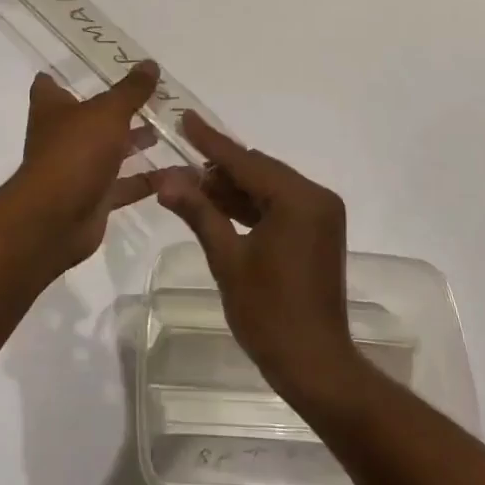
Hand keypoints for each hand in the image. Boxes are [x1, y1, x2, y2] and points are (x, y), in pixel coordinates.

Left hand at [7, 63, 174, 272]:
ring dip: (134, 141)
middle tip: (150, 95)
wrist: (56, 220)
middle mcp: (61, 136)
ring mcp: (77, 169)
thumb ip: (131, 90)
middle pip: (89, 117)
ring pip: (109, 150)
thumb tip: (150, 64)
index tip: (93, 65)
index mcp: (52, 109)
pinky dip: (147, 179)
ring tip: (166, 128)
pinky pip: (124, 185)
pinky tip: (175, 171)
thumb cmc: (75, 152)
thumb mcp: (108, 112)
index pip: (49, 85)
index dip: (65, 75)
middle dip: (116, 108)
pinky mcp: (94, 198)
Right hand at [154, 113, 364, 405]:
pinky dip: (250, 205)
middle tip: (178, 166)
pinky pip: (278, 205)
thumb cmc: (269, 314)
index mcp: (299, 199)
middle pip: (258, 170)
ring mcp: (320, 215)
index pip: (246, 161)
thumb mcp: (228, 260)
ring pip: (267, 187)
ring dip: (232, 188)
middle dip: (218, 168)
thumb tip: (164, 179)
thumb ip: (199, 212)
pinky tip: (218, 206)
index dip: (211, 141)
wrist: (315, 366)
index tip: (185, 118)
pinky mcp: (317, 231)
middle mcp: (316, 197)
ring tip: (190, 186)